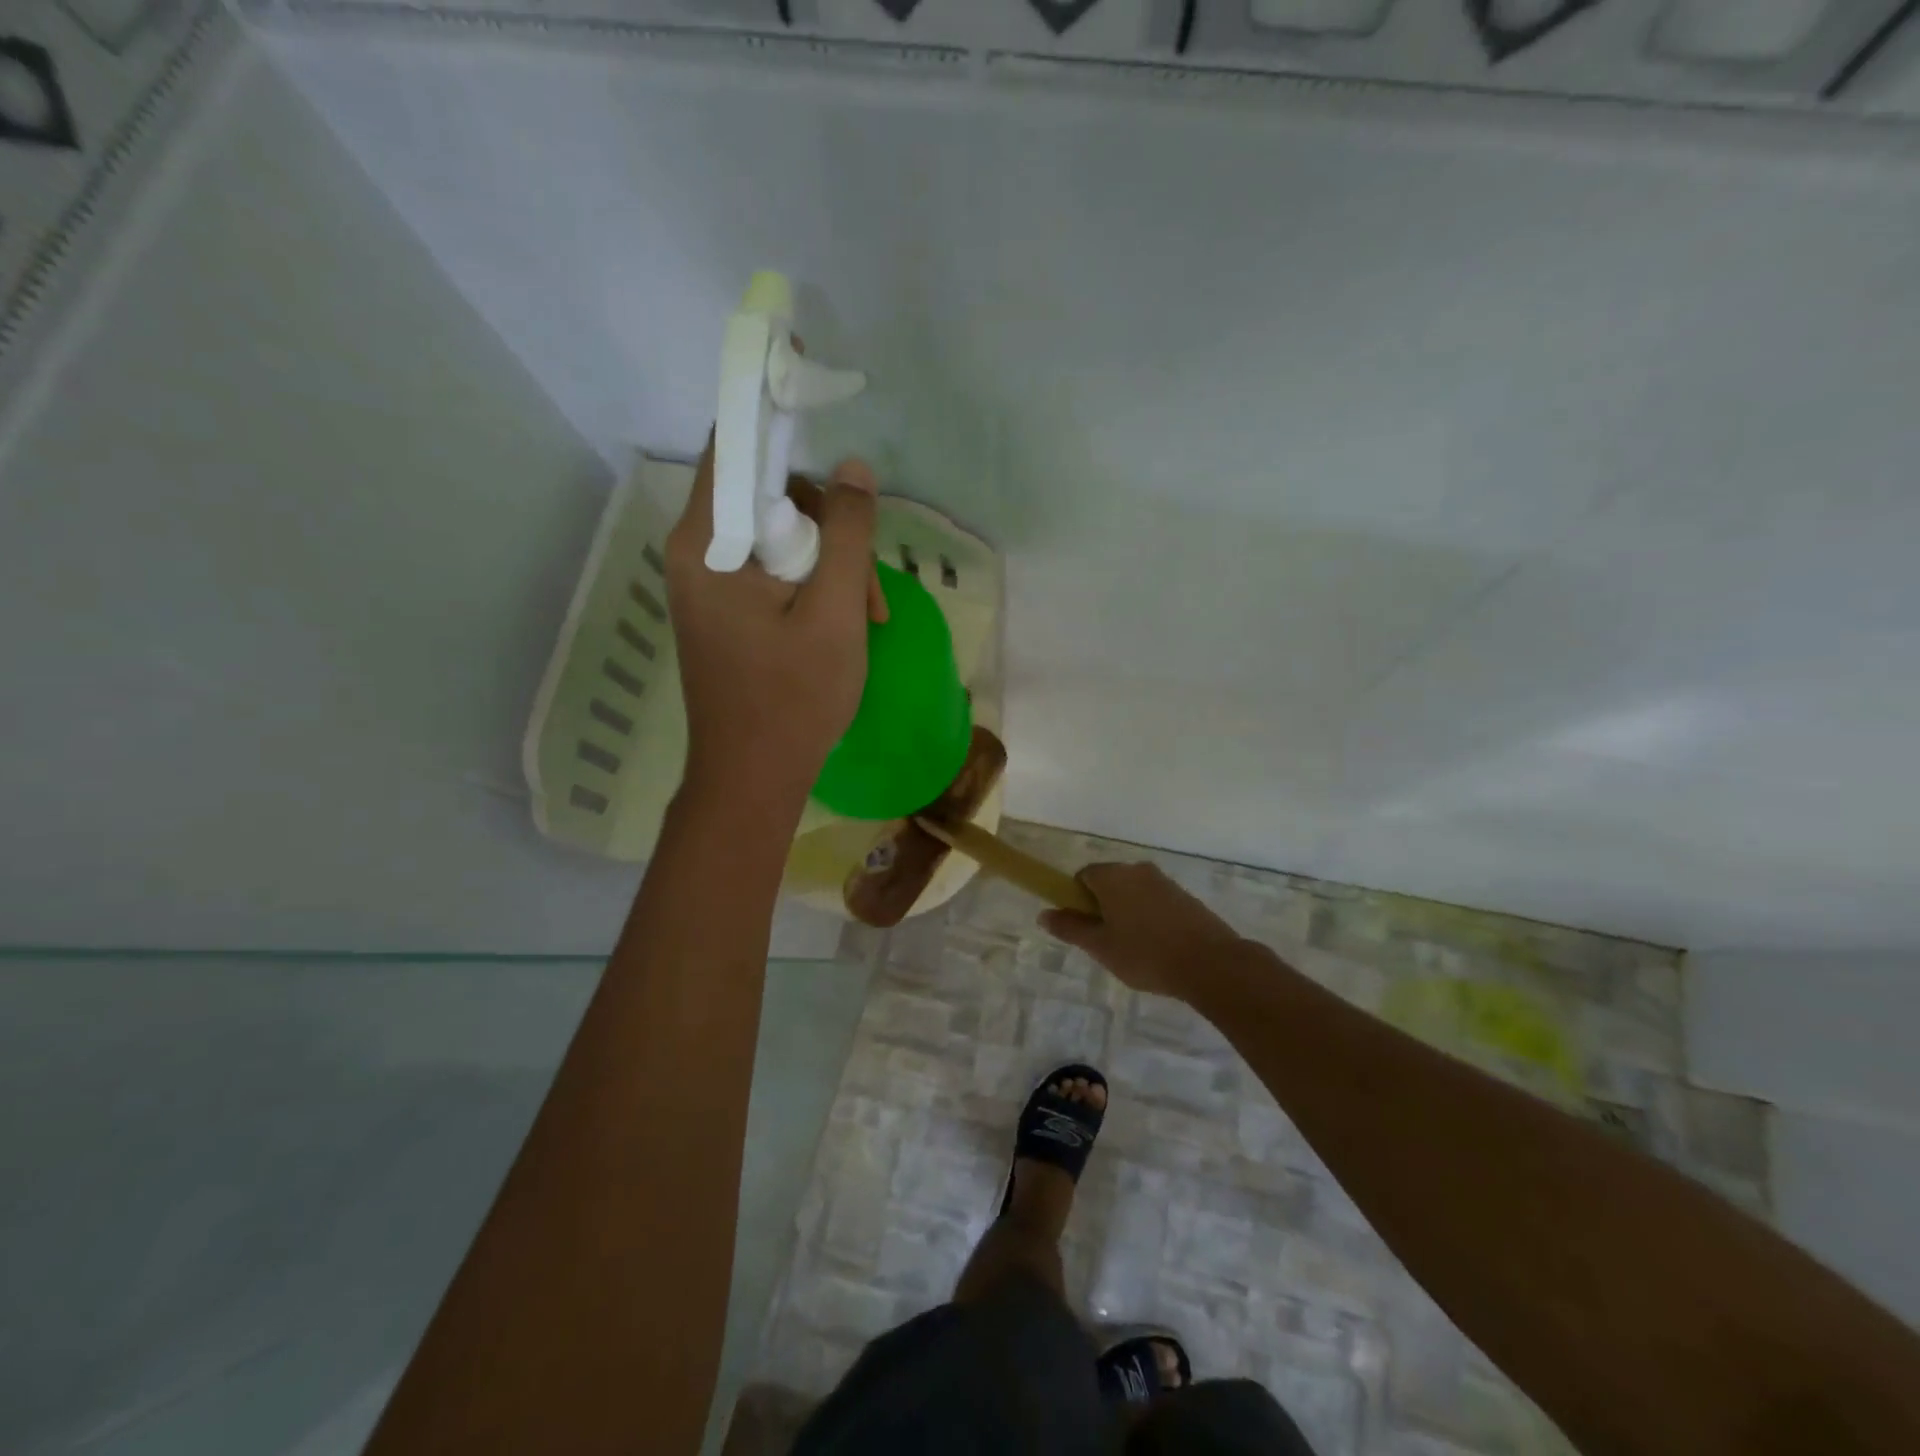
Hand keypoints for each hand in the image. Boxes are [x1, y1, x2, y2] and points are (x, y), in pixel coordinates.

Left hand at [665, 436, 884, 807]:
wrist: (751, 779)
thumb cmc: (793, 699)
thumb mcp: (834, 612)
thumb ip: (846, 534)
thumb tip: (854, 469)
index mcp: (706, 544)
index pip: (733, 445)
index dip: (769, 405)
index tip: (806, 372)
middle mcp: (696, 554)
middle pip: (765, 496)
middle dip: (826, 527)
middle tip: (867, 584)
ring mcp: (708, 585)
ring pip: (776, 538)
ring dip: (828, 565)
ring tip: (867, 617)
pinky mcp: (724, 610)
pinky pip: (771, 572)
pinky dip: (811, 587)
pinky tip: (845, 624)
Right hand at [1040, 862, 1248, 1000]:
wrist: (1211, 963)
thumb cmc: (1146, 954)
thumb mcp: (1100, 946)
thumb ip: (1070, 928)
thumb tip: (1044, 914)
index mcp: (1112, 876)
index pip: (1083, 876)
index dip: (1077, 900)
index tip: (1084, 928)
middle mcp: (1137, 870)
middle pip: (1109, 882)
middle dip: (1103, 907)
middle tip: (1107, 943)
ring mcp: (1164, 882)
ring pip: (1134, 893)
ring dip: (1128, 914)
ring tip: (1135, 950)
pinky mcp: (1186, 897)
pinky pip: (1156, 902)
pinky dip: (1151, 919)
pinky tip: (1158, 948)